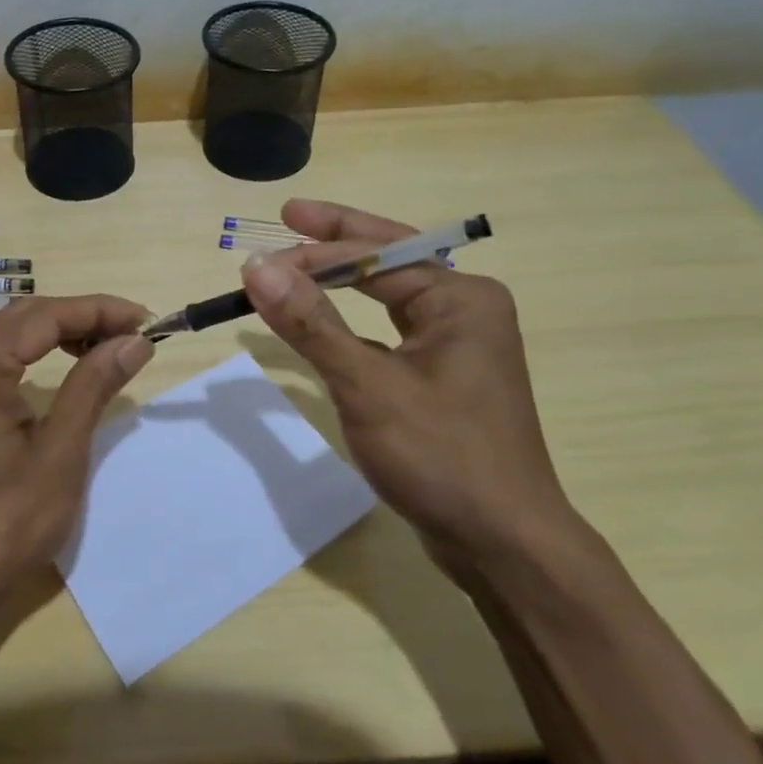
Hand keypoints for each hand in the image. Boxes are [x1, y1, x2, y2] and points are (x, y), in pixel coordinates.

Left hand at [0, 295, 153, 626]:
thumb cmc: (4, 525)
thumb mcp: (60, 452)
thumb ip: (94, 384)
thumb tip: (135, 340)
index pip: (44, 316)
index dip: (99, 311)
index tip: (147, 320)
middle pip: (25, 319)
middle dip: (82, 318)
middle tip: (134, 333)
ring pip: (11, 338)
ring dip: (61, 335)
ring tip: (110, 347)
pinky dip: (38, 357)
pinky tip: (68, 369)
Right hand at [241, 199, 573, 583]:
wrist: (504, 545)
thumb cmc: (441, 457)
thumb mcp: (367, 386)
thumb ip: (311, 323)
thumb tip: (258, 267)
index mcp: (461, 298)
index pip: (376, 256)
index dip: (315, 251)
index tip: (259, 259)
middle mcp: (466, 309)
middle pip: (390, 260)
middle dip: (337, 242)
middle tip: (287, 218)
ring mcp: (459, 343)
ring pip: (391, 294)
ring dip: (344, 278)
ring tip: (302, 256)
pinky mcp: (445, 376)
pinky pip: (392, 329)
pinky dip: (354, 319)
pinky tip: (329, 318)